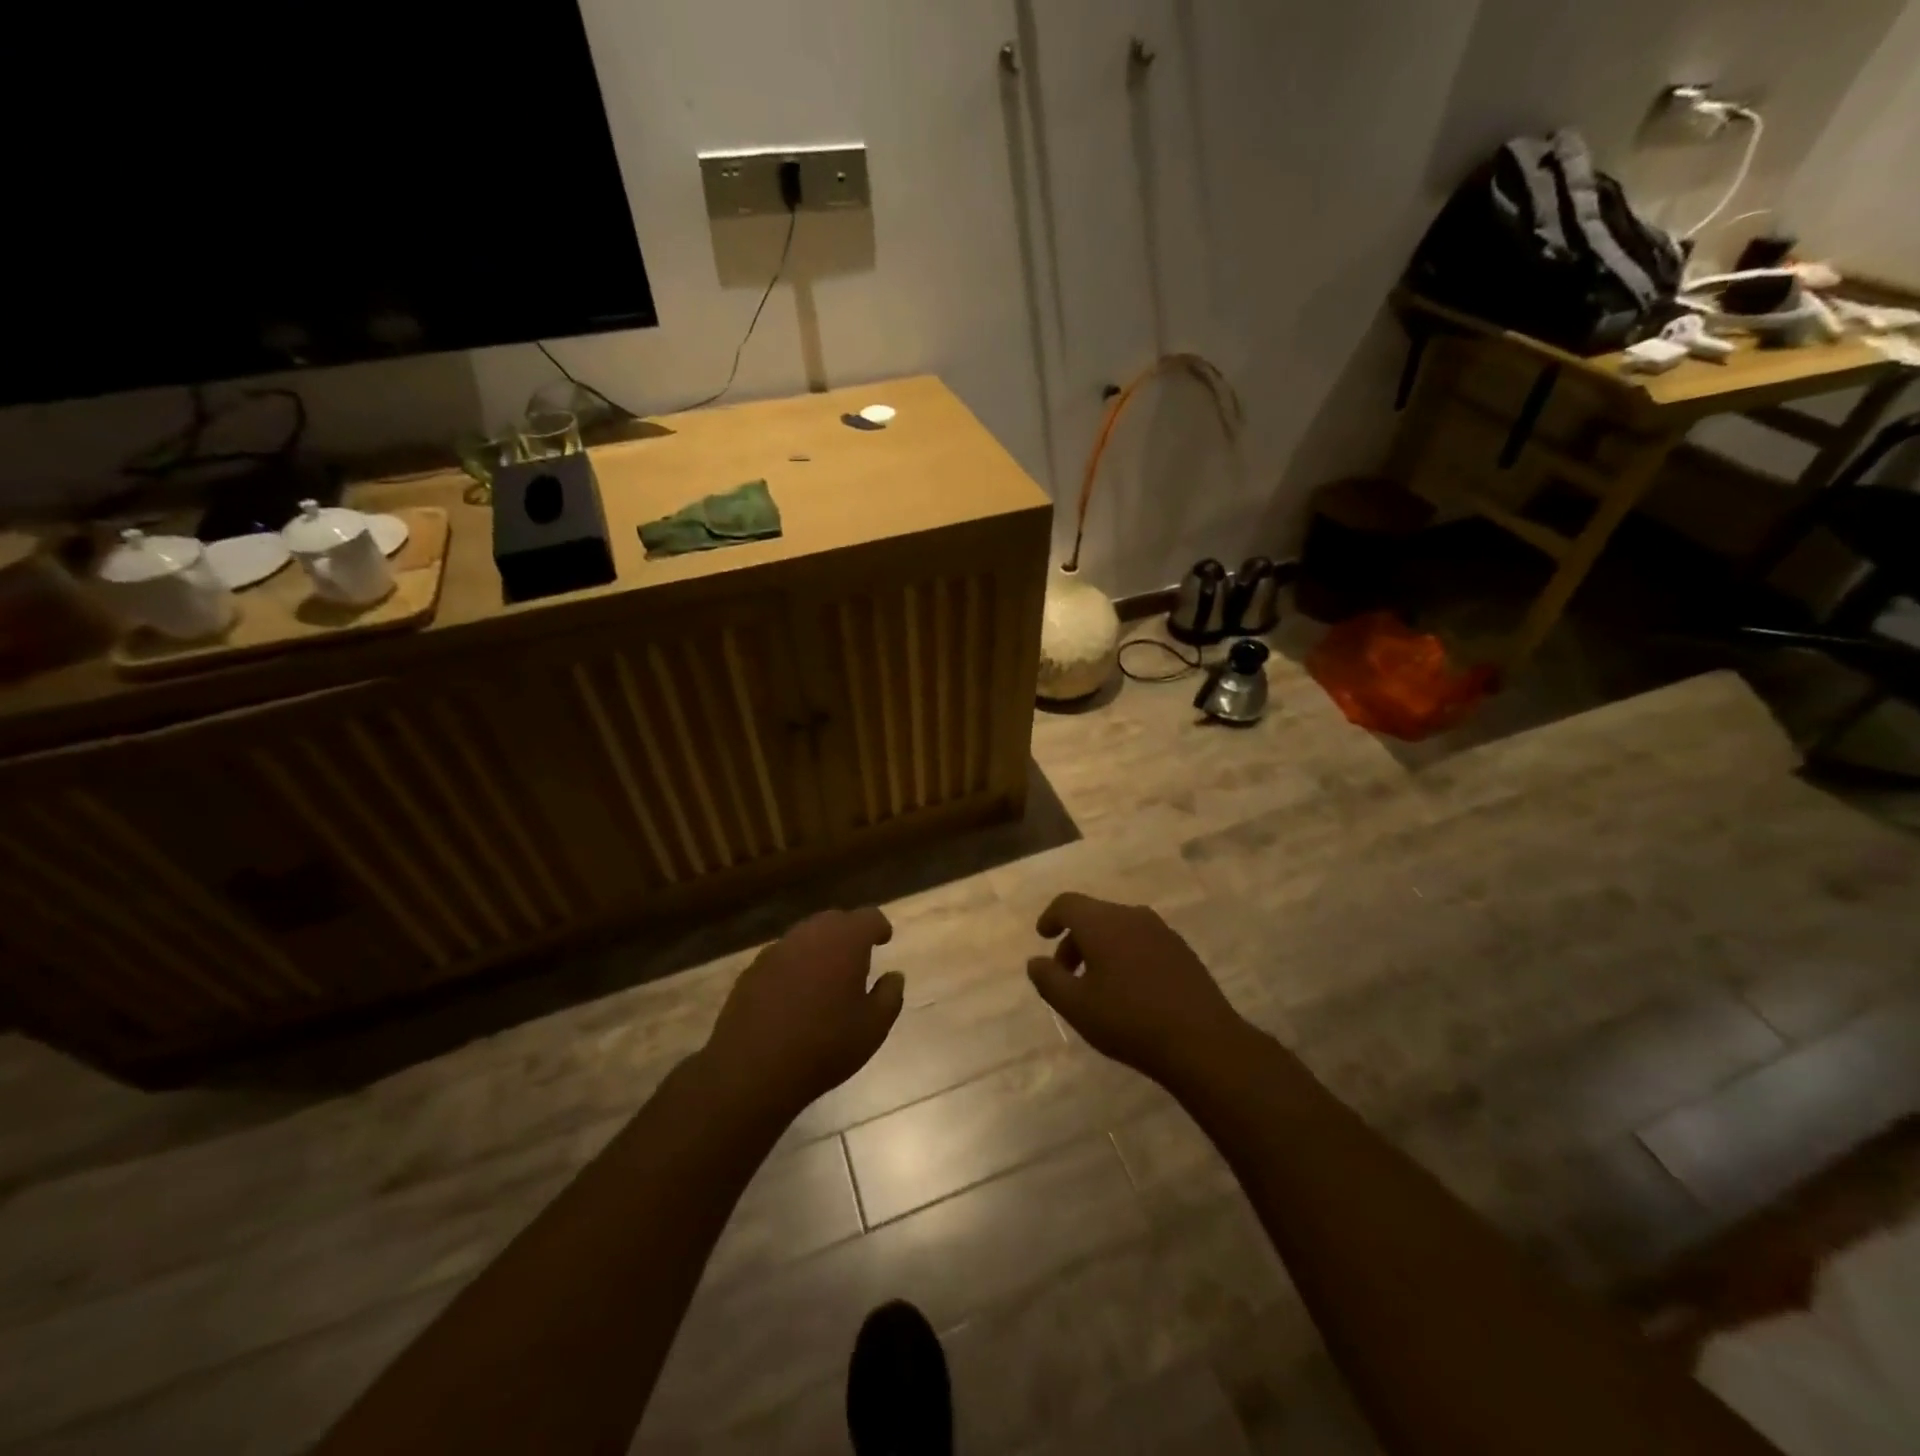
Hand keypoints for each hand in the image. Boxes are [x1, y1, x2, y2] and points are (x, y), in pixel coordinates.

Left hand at [703, 908, 902, 1120]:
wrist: (752, 1070)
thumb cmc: (824, 1046)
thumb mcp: (872, 1028)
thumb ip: (890, 995)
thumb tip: (895, 976)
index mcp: (845, 941)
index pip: (869, 917)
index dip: (879, 927)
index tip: (884, 940)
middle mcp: (810, 935)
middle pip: (835, 920)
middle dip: (849, 933)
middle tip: (858, 957)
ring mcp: (776, 950)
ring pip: (806, 937)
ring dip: (820, 948)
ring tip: (827, 975)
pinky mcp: (752, 970)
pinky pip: (782, 957)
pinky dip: (795, 966)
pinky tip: (795, 994)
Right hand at [1028, 892, 1248, 1086]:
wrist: (1202, 1042)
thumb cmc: (1129, 1021)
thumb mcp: (1076, 1006)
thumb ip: (1049, 980)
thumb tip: (1035, 961)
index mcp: (1102, 923)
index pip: (1068, 904)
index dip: (1051, 917)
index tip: (1043, 937)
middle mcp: (1132, 916)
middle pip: (1093, 915)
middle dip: (1074, 940)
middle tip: (1066, 974)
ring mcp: (1161, 931)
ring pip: (1118, 928)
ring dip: (1100, 948)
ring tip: (1096, 985)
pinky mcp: (1181, 950)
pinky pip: (1141, 941)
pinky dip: (1124, 954)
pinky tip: (1129, 990)